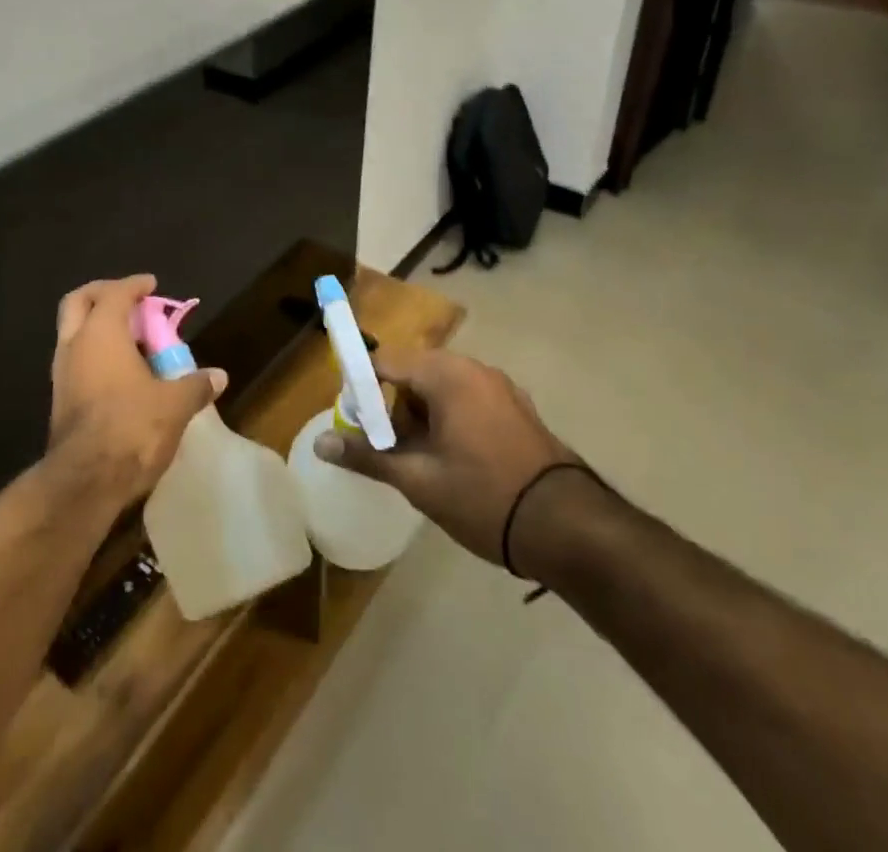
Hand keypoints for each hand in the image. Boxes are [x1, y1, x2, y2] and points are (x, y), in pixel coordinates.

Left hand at [47, 275, 227, 505]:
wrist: (84, 482)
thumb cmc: (131, 427)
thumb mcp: (174, 405)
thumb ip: (196, 385)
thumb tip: (218, 376)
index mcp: (101, 332)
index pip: (115, 292)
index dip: (134, 285)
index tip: (151, 285)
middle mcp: (74, 345)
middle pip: (78, 302)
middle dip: (102, 294)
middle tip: (129, 301)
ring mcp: (61, 374)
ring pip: (73, 333)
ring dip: (97, 328)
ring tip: (130, 340)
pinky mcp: (59, 401)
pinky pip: (75, 362)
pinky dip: (94, 355)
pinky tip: (120, 374)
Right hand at [314, 348, 576, 565]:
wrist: (568, 527)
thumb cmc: (484, 496)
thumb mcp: (418, 480)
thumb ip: (367, 456)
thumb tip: (320, 444)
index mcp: (447, 375)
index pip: (385, 361)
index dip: (360, 387)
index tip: (351, 421)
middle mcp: (473, 368)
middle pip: (413, 372)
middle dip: (391, 405)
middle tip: (383, 447)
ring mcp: (499, 387)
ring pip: (441, 387)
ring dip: (419, 414)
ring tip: (416, 460)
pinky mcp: (516, 408)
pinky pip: (467, 399)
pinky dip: (448, 419)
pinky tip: (450, 460)